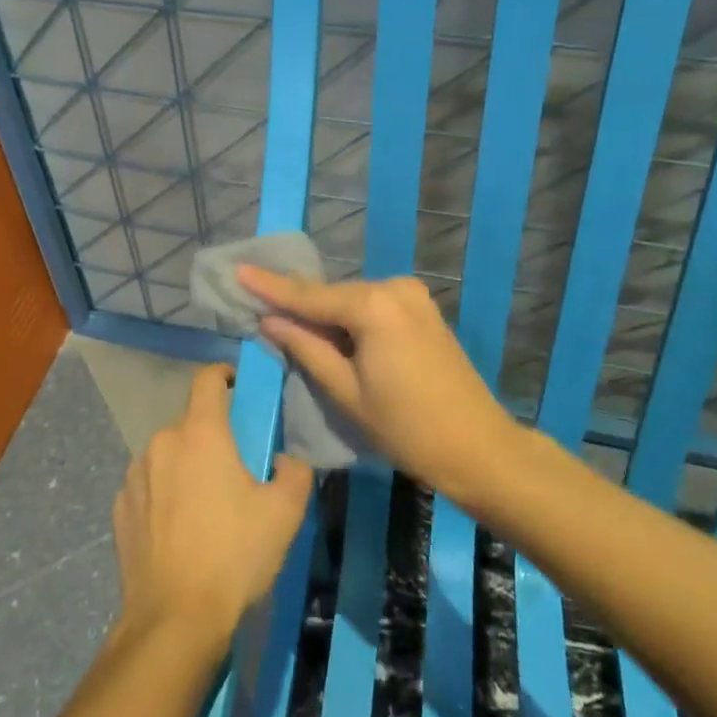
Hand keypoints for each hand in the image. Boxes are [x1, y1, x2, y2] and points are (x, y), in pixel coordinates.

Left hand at [111, 364, 311, 658]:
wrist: (174, 619)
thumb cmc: (234, 556)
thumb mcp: (285, 513)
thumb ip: (294, 471)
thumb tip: (282, 459)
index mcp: (201, 433)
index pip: (207, 379)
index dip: (225, 375)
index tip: (240, 386)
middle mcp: (162, 443)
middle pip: (191, 422)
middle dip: (213, 435)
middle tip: (236, 467)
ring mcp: (134, 475)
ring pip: (168, 454)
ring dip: (187, 465)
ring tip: (207, 505)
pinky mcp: (120, 508)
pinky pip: (149, 485)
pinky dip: (164, 493)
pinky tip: (179, 530)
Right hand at [238, 267, 521, 499]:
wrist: (478, 447)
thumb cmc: (407, 427)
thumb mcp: (347, 392)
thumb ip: (306, 348)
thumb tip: (270, 321)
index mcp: (374, 306)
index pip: (310, 295)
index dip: (270, 287)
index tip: (238, 270)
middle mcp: (394, 288)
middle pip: (332, 296)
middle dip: (298, 305)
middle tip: (257, 307)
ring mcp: (413, 297)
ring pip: (352, 302)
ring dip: (324, 316)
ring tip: (287, 326)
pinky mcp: (422, 310)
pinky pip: (373, 308)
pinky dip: (349, 320)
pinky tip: (329, 333)